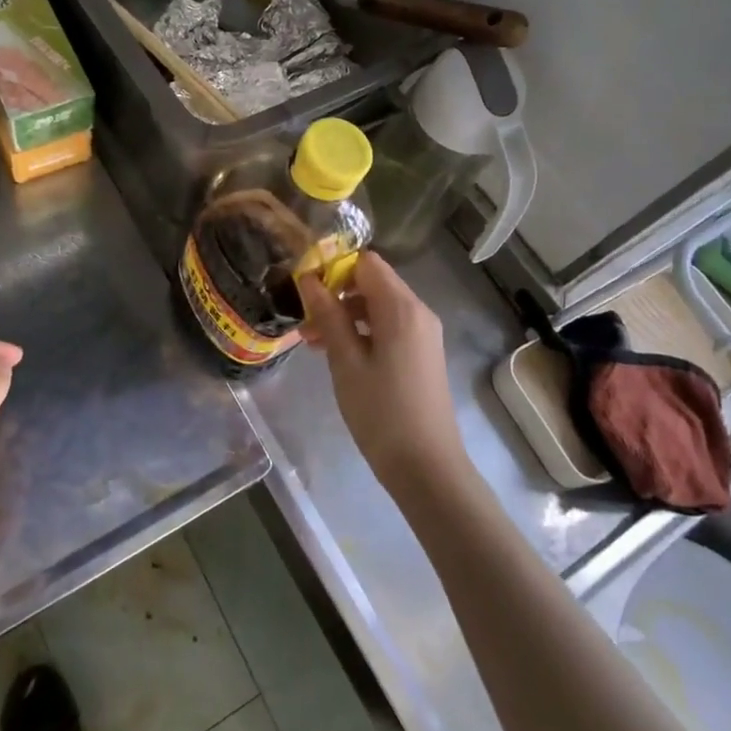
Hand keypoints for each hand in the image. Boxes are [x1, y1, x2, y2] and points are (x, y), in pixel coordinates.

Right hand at [299, 253, 468, 497]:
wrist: (426, 467)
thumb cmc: (381, 412)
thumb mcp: (346, 362)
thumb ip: (328, 316)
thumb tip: (309, 279)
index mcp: (402, 308)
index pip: (367, 263)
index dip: (334, 268)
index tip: (305, 288)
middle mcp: (418, 312)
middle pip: (373, 283)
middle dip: (336, 294)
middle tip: (305, 321)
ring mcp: (423, 334)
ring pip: (378, 307)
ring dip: (345, 316)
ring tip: (313, 342)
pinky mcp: (422, 354)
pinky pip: (389, 327)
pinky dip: (362, 332)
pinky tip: (337, 355)